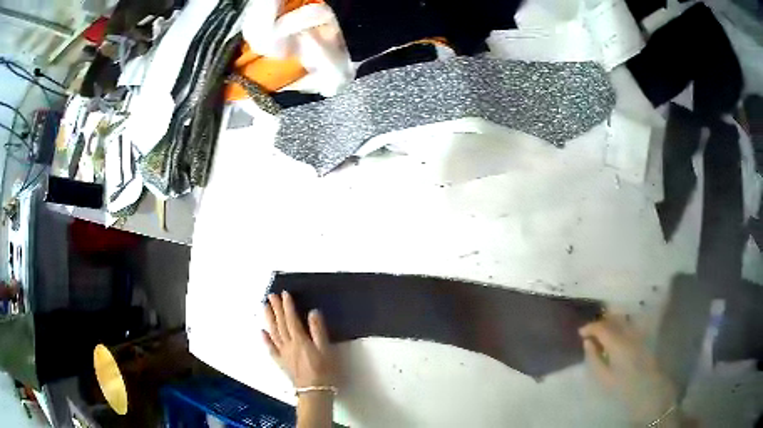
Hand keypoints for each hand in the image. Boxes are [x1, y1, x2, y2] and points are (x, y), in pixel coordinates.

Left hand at [263, 291, 335, 388]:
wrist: (315, 391)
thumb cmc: (324, 370)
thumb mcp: (326, 350)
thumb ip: (318, 331)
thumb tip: (312, 312)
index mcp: (300, 340)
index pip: (291, 319)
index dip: (287, 306)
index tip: (284, 294)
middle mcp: (288, 344)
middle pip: (280, 324)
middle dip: (276, 308)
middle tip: (271, 295)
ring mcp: (283, 353)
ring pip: (273, 333)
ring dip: (269, 319)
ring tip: (264, 307)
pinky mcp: (281, 362)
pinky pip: (271, 349)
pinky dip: (265, 339)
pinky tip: (262, 332)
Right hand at [579, 316, 677, 425]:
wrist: (648, 390)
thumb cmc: (623, 386)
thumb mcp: (603, 377)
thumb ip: (593, 358)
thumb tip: (587, 342)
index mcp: (617, 342)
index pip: (601, 327)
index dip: (589, 327)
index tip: (581, 333)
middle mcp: (629, 332)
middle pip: (613, 318)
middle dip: (600, 322)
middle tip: (591, 332)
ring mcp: (639, 332)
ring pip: (623, 318)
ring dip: (612, 320)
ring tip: (603, 330)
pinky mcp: (644, 335)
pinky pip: (631, 323)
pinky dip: (622, 323)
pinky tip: (618, 331)